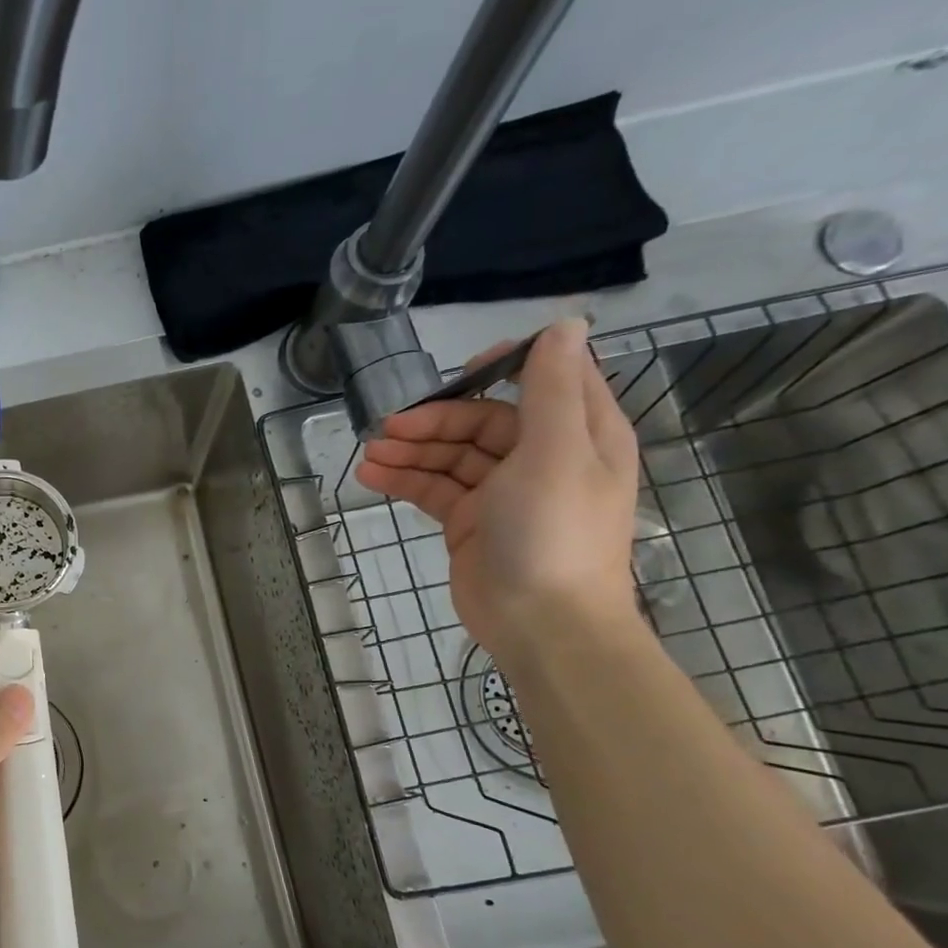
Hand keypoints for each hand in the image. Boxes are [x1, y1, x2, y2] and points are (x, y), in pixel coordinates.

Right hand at [353, 319, 640, 673]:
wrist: (541, 623)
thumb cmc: (554, 532)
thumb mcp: (556, 452)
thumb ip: (551, 389)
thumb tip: (565, 324)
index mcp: (577, 434)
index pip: (544, 381)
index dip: (503, 368)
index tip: (459, 371)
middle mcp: (541, 458)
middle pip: (482, 421)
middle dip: (436, 420)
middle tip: (388, 428)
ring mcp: (501, 493)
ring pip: (451, 456)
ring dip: (411, 450)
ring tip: (370, 454)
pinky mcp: (469, 523)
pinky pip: (434, 489)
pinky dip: (404, 480)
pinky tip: (371, 477)